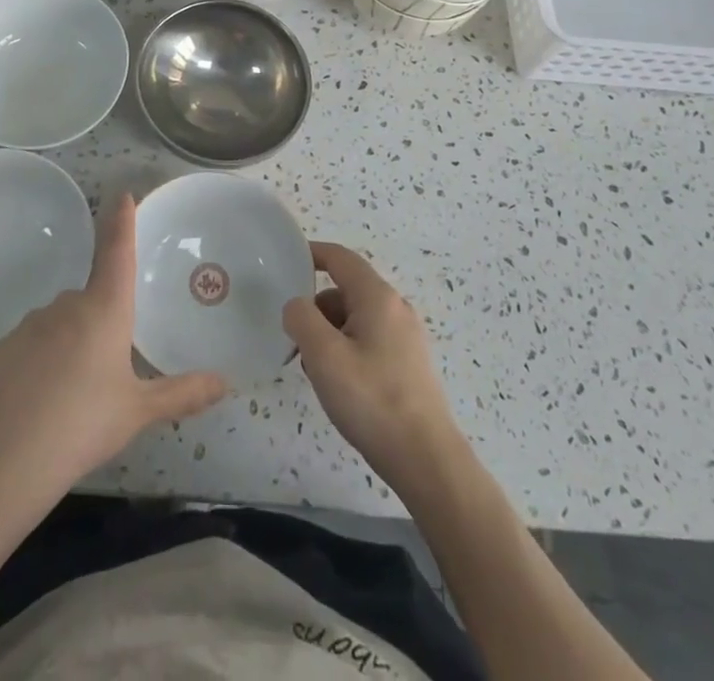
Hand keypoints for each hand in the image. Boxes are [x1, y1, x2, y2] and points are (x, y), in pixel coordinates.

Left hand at [0, 193, 227, 498]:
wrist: (11, 458)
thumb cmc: (86, 424)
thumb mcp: (140, 410)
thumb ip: (183, 393)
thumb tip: (226, 383)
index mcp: (106, 309)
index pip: (117, 252)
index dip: (122, 222)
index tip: (122, 194)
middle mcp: (68, 305)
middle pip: (91, 299)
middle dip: (100, 322)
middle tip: (106, 370)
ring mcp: (31, 323)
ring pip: (60, 322)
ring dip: (70, 342)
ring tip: (73, 392)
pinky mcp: (3, 347)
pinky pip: (31, 344)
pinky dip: (40, 360)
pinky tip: (40, 397)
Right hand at [284, 242, 464, 497]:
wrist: (427, 460)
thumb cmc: (372, 400)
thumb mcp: (324, 356)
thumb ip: (301, 319)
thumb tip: (297, 306)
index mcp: (377, 297)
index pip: (340, 258)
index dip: (312, 253)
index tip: (287, 260)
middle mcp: (396, 308)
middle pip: (347, 290)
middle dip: (317, 307)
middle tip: (294, 336)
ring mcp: (407, 337)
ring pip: (357, 319)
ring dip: (330, 332)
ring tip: (314, 368)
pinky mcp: (410, 365)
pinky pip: (370, 340)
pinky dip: (347, 349)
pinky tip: (339, 384)